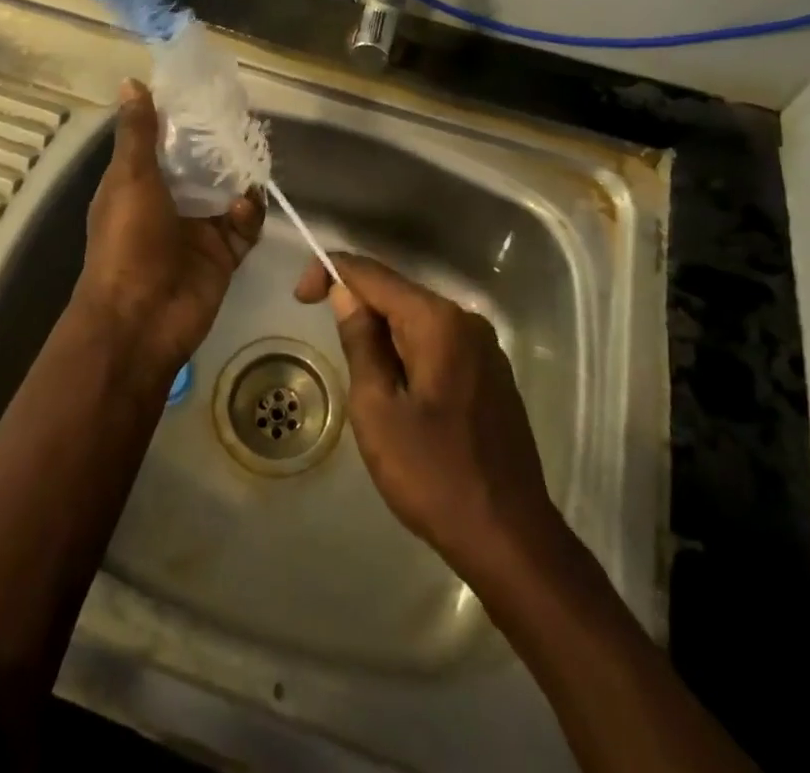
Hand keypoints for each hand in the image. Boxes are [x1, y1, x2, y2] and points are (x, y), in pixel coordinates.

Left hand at [74, 80, 263, 377]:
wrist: (141, 319)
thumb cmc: (128, 242)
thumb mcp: (130, 179)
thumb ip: (138, 133)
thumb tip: (131, 81)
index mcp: (140, 184)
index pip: (165, 143)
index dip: (184, 120)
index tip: (208, 93)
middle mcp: (170, 203)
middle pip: (202, 166)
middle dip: (221, 147)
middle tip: (245, 121)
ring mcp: (198, 230)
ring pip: (228, 193)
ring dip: (240, 178)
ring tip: (254, 157)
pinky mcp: (224, 254)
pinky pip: (245, 226)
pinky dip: (249, 214)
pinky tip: (245, 208)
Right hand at [296, 252, 560, 579]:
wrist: (509, 537)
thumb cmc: (433, 475)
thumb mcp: (377, 410)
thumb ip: (360, 343)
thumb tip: (345, 293)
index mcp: (438, 321)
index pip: (373, 274)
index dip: (331, 272)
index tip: (299, 297)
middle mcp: (465, 320)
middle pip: (397, 293)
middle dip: (356, 304)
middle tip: (320, 332)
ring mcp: (484, 347)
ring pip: (417, 319)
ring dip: (381, 331)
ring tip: (357, 370)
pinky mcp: (490, 373)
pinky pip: (438, 342)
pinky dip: (407, 349)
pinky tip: (395, 385)